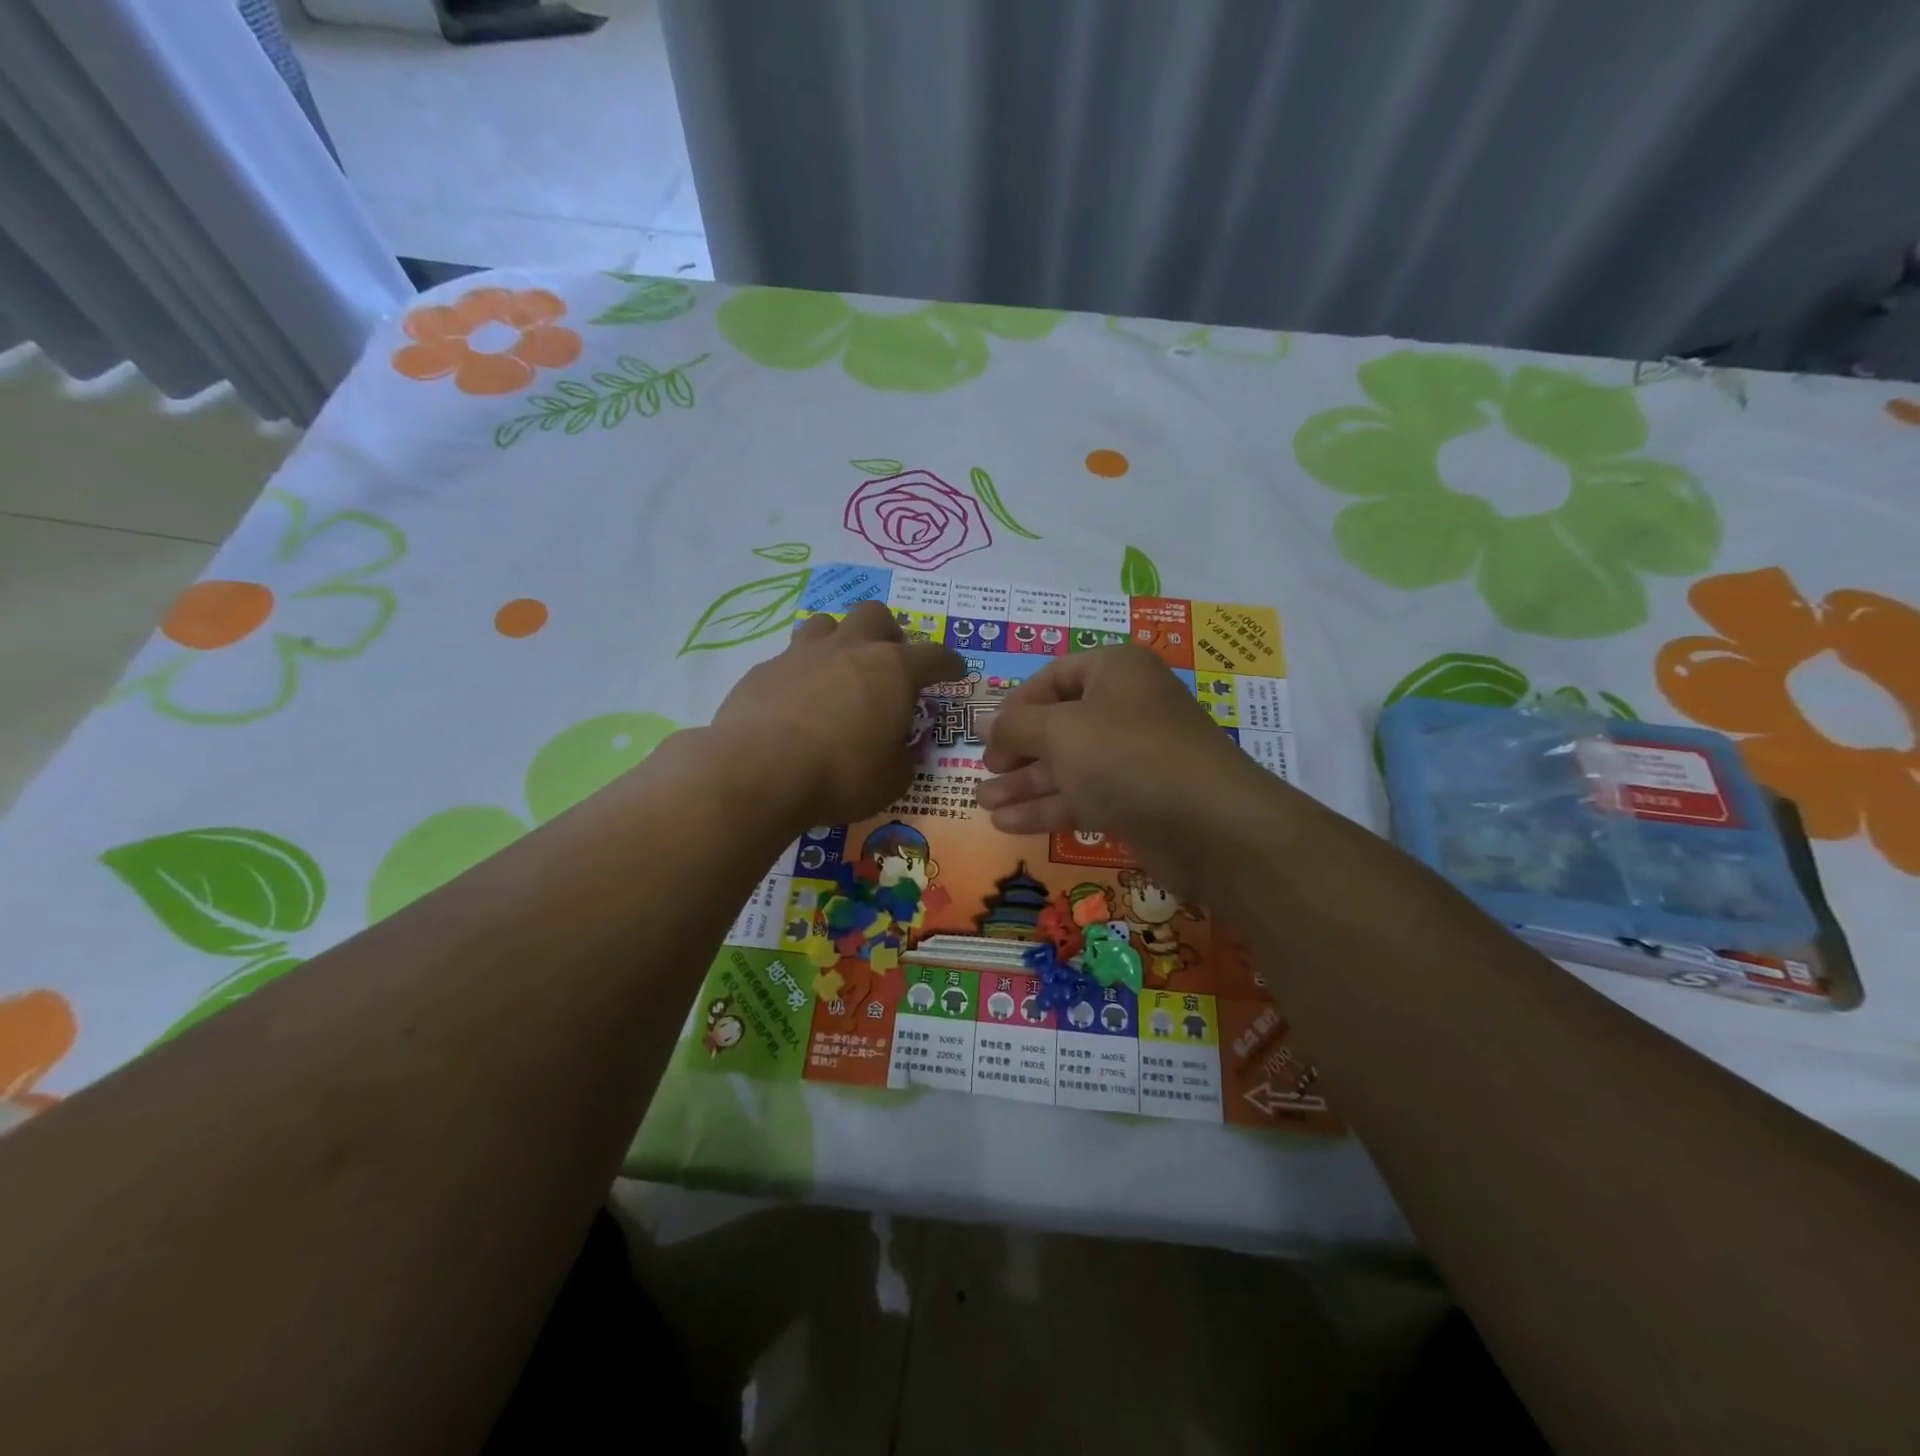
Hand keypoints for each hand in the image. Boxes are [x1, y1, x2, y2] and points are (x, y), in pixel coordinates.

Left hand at [710, 601, 965, 827]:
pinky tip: (796, 703)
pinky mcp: (764, 669)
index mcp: (892, 670)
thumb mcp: (891, 779)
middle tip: (890, 662)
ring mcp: (803, 654)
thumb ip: (903, 757)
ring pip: (827, 623)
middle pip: (875, 615)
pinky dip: (801, 673)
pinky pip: (790, 658)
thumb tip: (901, 749)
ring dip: (840, 641)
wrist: (758, 771)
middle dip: (889, 633)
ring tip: (839, 672)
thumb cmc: (841, 775)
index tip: (955, 672)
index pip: (934, 656)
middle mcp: (850, 649)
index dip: (949, 664)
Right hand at [977, 645, 1274, 888]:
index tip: (986, 732)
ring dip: (1024, 784)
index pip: (1055, 676)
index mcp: (1115, 671)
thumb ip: (1015, 727)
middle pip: (1059, 724)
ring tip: (982, 803)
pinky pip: (1083, 796)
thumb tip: (983, 722)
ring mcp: (1132, 757)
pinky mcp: (1136, 800)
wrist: (1208, 825)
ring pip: (1068, 765)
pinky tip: (1008, 825)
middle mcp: (1126, 708)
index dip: (1017, 703)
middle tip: (984, 771)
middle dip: (1017, 751)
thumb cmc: (1126, 756)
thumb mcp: (1060, 732)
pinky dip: (1047, 808)